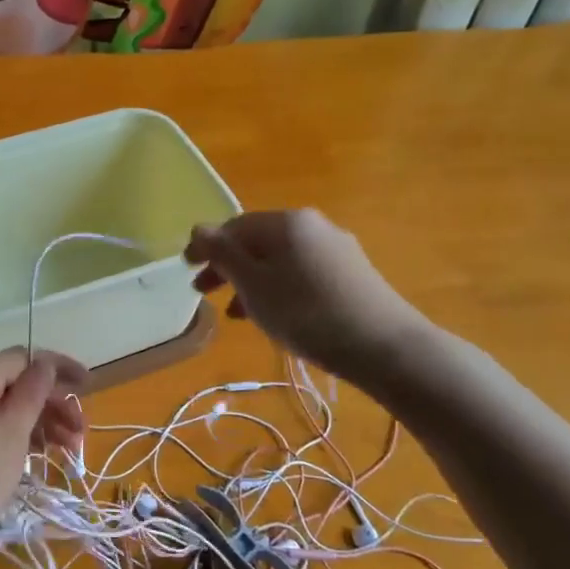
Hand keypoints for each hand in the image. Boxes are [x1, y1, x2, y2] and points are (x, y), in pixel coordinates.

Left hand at [0, 350, 86, 564]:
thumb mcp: (12, 433)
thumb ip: (32, 392)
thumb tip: (46, 363)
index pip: (21, 358)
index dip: (57, 367)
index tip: (88, 386)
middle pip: (14, 383)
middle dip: (52, 403)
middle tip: (82, 431)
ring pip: (6, 407)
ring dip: (41, 422)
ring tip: (71, 449)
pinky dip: (19, 435)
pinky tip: (42, 454)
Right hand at [184, 210, 428, 382]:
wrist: (384, 346)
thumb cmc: (306, 313)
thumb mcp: (254, 285)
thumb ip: (223, 254)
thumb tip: (199, 227)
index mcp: (287, 222)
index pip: (234, 226)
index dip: (206, 246)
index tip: (185, 269)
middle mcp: (313, 226)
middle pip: (258, 242)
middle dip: (227, 266)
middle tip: (203, 293)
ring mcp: (336, 249)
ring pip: (279, 260)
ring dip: (251, 282)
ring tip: (235, 314)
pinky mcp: (351, 274)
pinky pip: (301, 273)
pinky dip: (278, 289)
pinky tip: (273, 316)